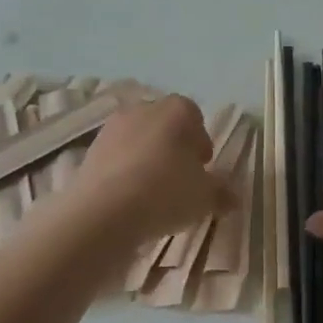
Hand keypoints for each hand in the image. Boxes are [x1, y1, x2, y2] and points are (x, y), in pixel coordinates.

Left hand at [74, 96, 233, 243]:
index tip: (203, 167)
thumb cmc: (166, 192)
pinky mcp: (89, 151)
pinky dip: (124, 171)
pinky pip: (116, 158)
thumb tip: (233, 197)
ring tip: (153, 192)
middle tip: (181, 179)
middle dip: (173, 148)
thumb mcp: (205, 197)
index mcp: (177, 111)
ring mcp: (112, 128)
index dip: (200, 141)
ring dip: (147, 159)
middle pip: (164, 125)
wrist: (104, 212)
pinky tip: (130, 198)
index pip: (194, 116)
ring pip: (138, 140)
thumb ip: (222, 193)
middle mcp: (143, 110)